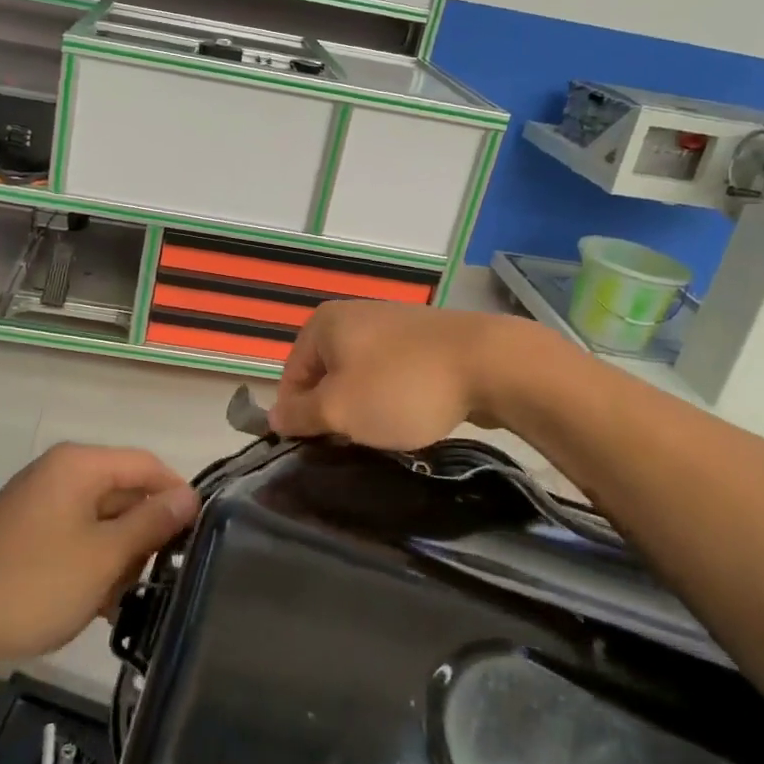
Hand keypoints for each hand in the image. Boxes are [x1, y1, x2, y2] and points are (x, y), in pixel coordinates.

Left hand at [0, 444, 198, 668]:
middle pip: (123, 491)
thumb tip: (189, 496)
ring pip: (100, 519)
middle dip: (143, 534)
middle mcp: (59, 472)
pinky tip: (93, 603)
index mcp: (79, 465)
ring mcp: (37, 501)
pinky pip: (74, 536)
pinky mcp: (23, 531)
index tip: (197, 539)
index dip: (177, 496)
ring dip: (117, 556)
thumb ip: (151, 523)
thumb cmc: (32, 584)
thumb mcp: (103, 557)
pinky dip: (90, 563)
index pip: (147, 464)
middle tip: (154, 580)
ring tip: (118, 600)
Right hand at [268, 300, 522, 448]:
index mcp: (323, 323)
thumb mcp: (338, 410)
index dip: (299, 417)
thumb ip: (299, 415)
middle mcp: (353, 315)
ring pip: (360, 377)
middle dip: (335, 413)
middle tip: (353, 444)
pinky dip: (395, 397)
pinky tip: (413, 416)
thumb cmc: (400, 386)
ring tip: (386, 434)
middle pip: (326, 376)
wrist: (488, 363)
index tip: (319, 448)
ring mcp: (391, 323)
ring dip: (366, 408)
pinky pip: (393, 374)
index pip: (291, 377)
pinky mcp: (424, 338)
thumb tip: (274, 417)